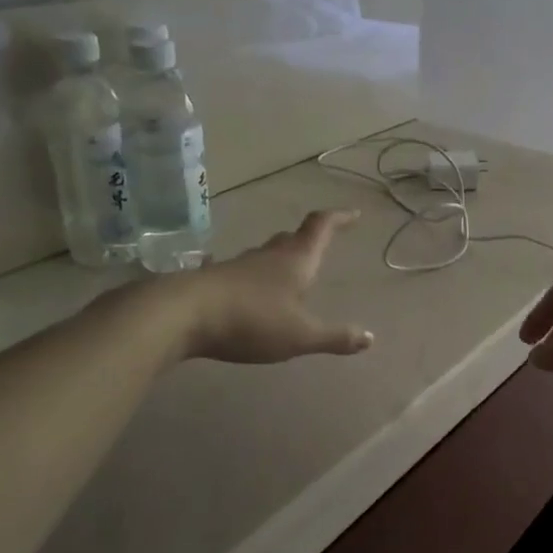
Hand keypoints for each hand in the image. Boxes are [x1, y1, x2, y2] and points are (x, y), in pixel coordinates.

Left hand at [177, 209, 373, 364]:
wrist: (182, 314)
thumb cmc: (251, 319)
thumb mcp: (300, 335)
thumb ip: (334, 337)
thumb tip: (370, 338)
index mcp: (295, 260)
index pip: (321, 227)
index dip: (338, 218)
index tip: (353, 215)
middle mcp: (268, 256)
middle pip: (292, 238)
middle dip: (309, 240)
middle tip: (321, 244)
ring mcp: (239, 266)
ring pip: (266, 255)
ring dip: (281, 259)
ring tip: (290, 273)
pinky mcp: (215, 280)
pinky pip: (242, 273)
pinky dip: (254, 278)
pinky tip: (248, 290)